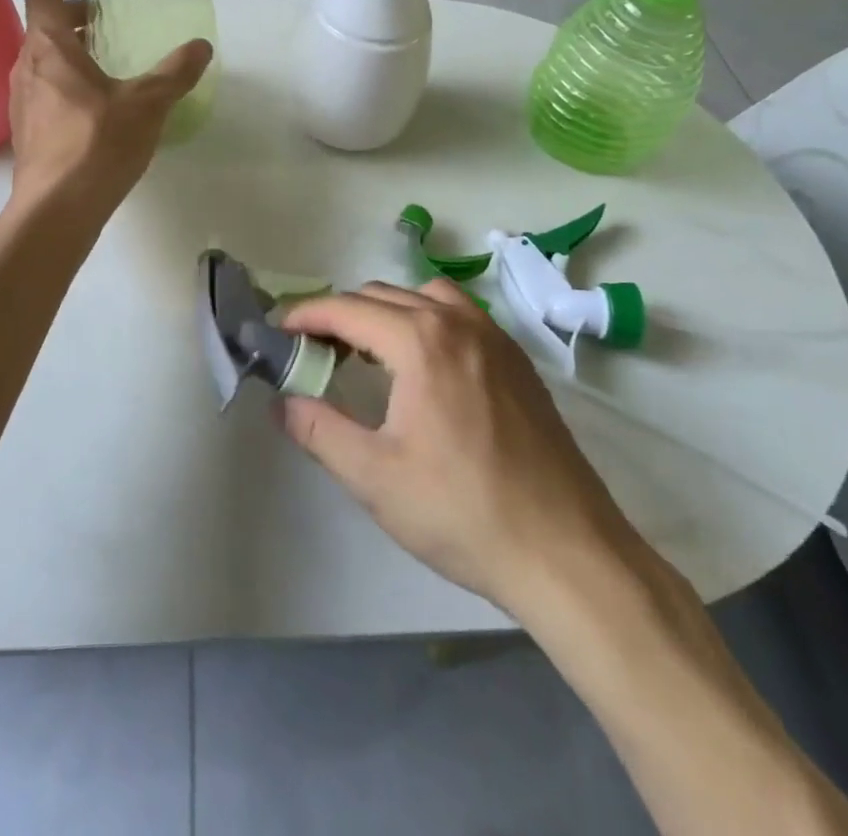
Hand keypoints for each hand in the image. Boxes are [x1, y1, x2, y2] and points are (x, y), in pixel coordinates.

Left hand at [8, 0, 211, 214]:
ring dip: (68, 48)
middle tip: (103, 17)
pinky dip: (64, 78)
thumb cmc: (98, 144)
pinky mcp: (25, 129)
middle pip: (44, 26)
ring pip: (42, 59)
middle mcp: (27, 66)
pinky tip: (93, 102)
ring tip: (103, 58)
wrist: (56, 209)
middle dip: (72, 14)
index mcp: (50, 47)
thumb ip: (175, 72)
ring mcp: (21, 100)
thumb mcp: (147, 103)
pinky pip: (43, 87)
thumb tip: (201, 47)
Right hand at [277, 280, 641, 620]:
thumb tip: (282, 402)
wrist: (568, 553)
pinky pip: (459, 315)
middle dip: (340, 315)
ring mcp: (495, 337)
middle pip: (381, 295)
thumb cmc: (463, 513)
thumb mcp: (374, 477)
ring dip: (385, 311)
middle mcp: (457, 322)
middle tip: (314, 352)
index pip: (346, 309)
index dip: (305, 316)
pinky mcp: (518, 360)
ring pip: (423, 296)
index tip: (279, 332)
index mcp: (420, 341)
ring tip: (368, 353)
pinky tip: (422, 366)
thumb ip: (318, 430)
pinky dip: (425, 320)